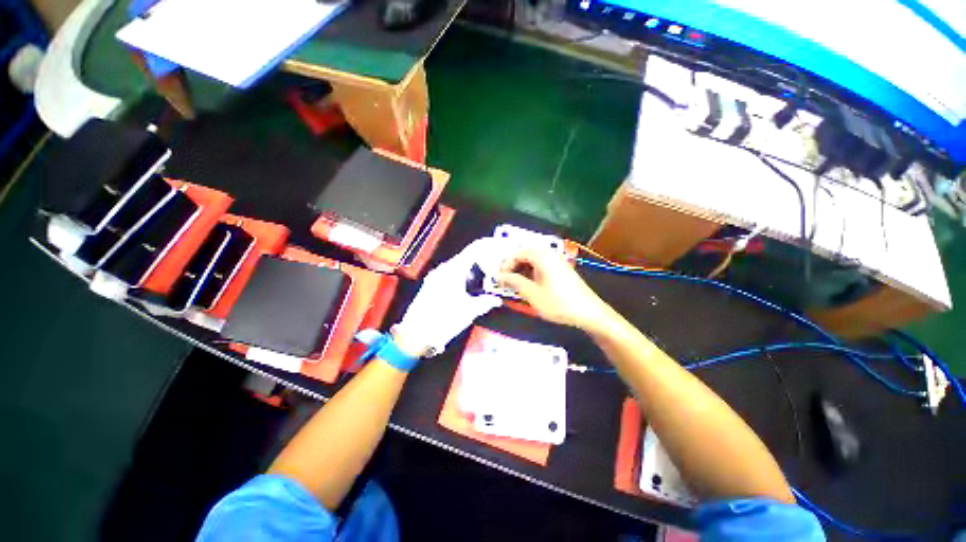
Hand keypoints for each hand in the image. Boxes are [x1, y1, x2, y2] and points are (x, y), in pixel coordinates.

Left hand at [393, 239, 503, 355]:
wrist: (416, 335)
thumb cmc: (443, 320)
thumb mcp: (469, 311)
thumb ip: (485, 302)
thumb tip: (496, 300)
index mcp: (452, 271)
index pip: (472, 250)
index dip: (486, 246)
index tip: (498, 245)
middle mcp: (443, 270)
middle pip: (465, 258)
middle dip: (481, 260)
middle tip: (495, 266)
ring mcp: (435, 277)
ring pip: (458, 267)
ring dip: (472, 270)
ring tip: (485, 277)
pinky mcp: (431, 286)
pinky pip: (450, 275)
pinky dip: (462, 277)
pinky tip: (469, 287)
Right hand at [496, 248, 610, 331]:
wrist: (588, 312)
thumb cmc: (558, 303)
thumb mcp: (532, 294)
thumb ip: (513, 282)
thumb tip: (498, 276)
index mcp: (542, 256)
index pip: (517, 253)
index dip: (506, 265)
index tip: (500, 279)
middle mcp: (549, 254)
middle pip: (525, 253)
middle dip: (513, 266)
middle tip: (507, 281)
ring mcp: (557, 261)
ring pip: (533, 259)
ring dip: (522, 269)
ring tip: (517, 285)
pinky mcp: (561, 269)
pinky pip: (541, 265)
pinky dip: (531, 272)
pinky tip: (530, 285)